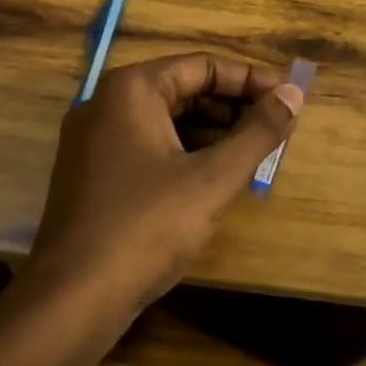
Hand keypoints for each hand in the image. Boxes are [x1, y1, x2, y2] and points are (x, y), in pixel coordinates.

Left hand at [29, 54, 305, 305]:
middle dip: (233, 108)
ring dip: (213, 133)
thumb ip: (258, 133)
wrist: (72, 299)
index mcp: (131, 90)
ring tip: (255, 155)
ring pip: (167, 121)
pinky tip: (216, 180)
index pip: (202, 66)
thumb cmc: (146, 228)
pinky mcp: (93, 174)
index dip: (251, 80)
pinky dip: (186, 155)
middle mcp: (106, 104)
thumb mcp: (213, 179)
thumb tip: (293, 95)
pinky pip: (149, 147)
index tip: (289, 99)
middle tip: (276, 129)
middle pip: (183, 90)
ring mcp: (94, 141)